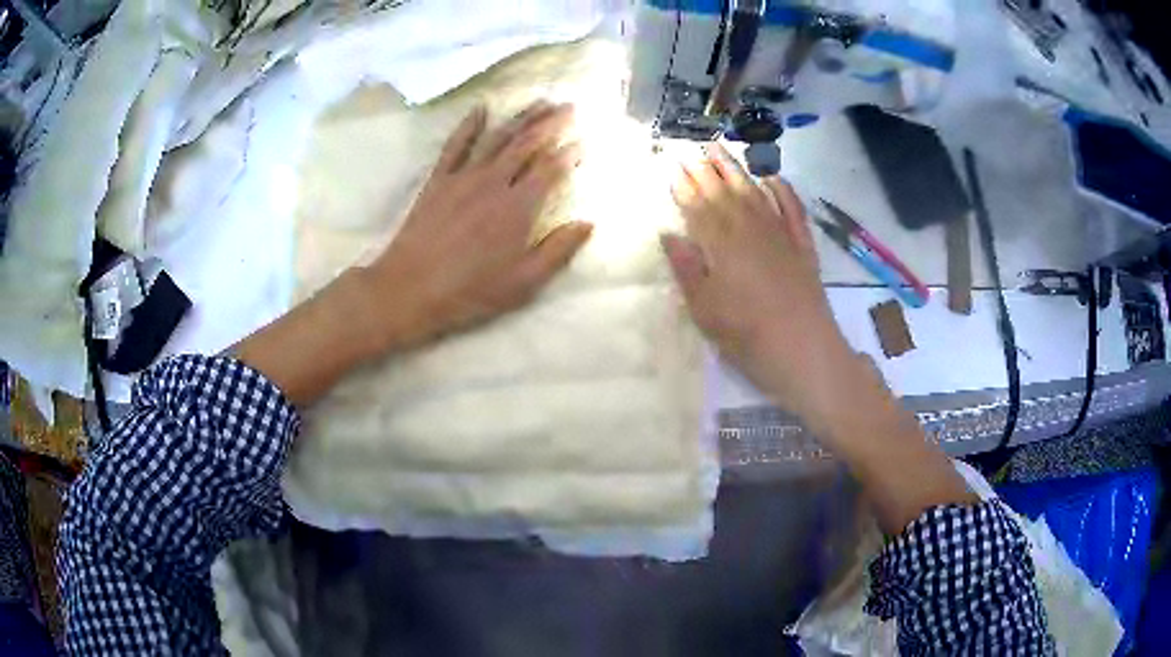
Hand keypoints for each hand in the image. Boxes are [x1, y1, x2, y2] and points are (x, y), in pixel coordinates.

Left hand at [357, 101, 592, 353]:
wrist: (410, 289)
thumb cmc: (470, 292)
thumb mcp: (523, 283)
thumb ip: (558, 251)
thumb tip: (588, 224)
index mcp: (518, 207)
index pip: (550, 170)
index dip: (568, 154)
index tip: (582, 142)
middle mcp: (494, 183)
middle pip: (527, 144)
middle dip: (550, 123)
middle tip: (568, 106)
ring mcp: (463, 177)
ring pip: (497, 138)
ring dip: (520, 117)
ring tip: (539, 101)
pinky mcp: (438, 180)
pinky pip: (456, 145)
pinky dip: (469, 124)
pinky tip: (481, 108)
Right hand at [661, 144, 856, 424]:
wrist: (806, 354)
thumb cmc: (748, 338)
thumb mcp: (706, 311)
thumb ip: (687, 269)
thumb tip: (668, 234)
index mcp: (722, 246)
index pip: (699, 208)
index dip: (685, 188)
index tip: (674, 167)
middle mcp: (751, 231)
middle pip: (725, 194)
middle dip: (706, 171)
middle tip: (693, 150)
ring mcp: (781, 236)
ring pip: (755, 193)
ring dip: (737, 171)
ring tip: (722, 150)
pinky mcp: (803, 247)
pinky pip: (793, 210)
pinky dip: (783, 191)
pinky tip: (773, 178)